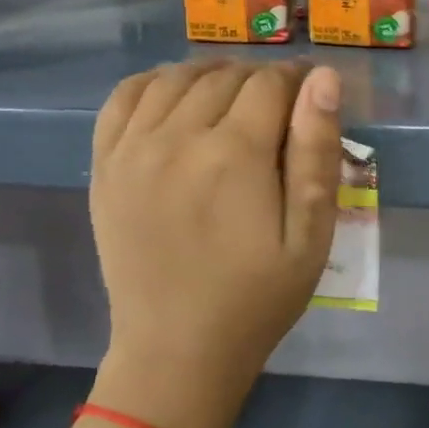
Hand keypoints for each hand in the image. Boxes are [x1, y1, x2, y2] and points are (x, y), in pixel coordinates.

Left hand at [87, 60, 342, 427]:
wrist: (176, 350)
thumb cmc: (257, 297)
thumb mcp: (311, 234)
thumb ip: (317, 152)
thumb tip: (323, 79)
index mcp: (234, 155)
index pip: (270, 83)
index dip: (298, 80)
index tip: (311, 95)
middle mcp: (177, 138)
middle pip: (225, 76)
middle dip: (260, 80)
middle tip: (279, 107)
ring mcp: (132, 150)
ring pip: (175, 77)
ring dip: (211, 76)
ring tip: (233, 100)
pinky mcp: (105, 166)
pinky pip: (123, 97)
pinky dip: (153, 83)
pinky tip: (175, 98)